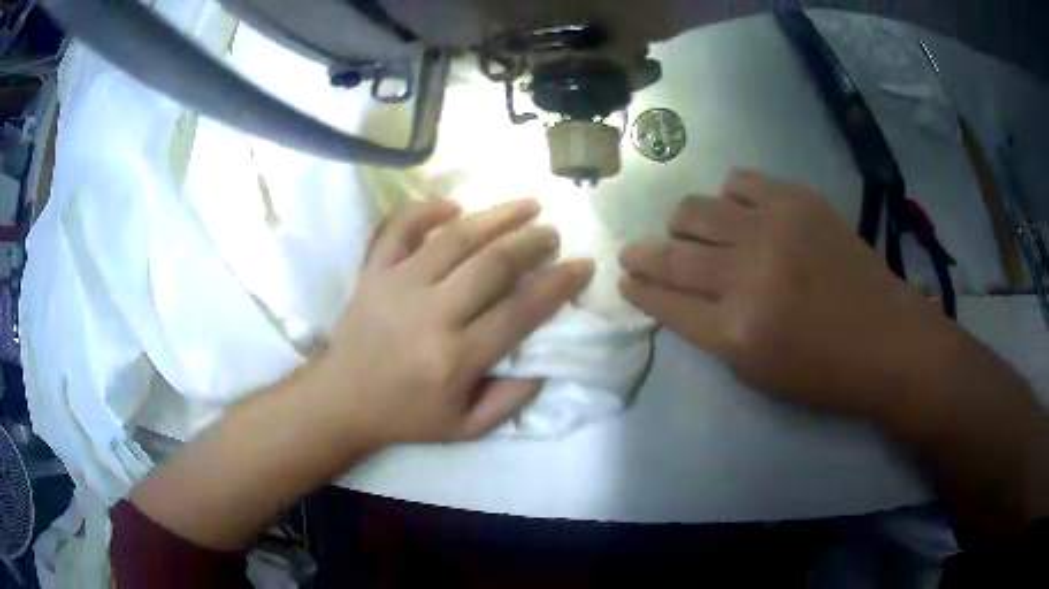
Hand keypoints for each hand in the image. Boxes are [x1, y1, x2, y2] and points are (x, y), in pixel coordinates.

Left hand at [318, 197, 593, 446]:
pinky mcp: (373, 271)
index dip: (559, 285)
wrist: (343, 400)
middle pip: (492, 263)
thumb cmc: (409, 416)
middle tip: (552, 234)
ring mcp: (396, 285)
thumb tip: (548, 357)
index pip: (520, 311)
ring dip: (497, 216)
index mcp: (455, 358)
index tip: (582, 266)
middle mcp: (429, 314)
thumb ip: (513, 397)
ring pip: (454, 237)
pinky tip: (453, 206)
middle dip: (532, 242)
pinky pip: (399, 227)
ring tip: (527, 205)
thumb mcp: (469, 427)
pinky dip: (426, 209)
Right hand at [618, 169, 953, 420]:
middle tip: (634, 252)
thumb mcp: (758, 373)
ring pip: (698, 209)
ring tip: (686, 229)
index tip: (624, 278)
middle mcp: (749, 273)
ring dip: (682, 223)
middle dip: (642, 254)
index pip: (665, 302)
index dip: (639, 289)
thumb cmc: (824, 372)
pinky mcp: (799, 201)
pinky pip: (742, 181)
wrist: (887, 339)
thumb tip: (677, 296)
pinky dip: (728, 194)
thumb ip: (711, 332)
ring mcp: (775, 228)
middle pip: (673, 253)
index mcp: (736, 331)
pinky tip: (734, 207)